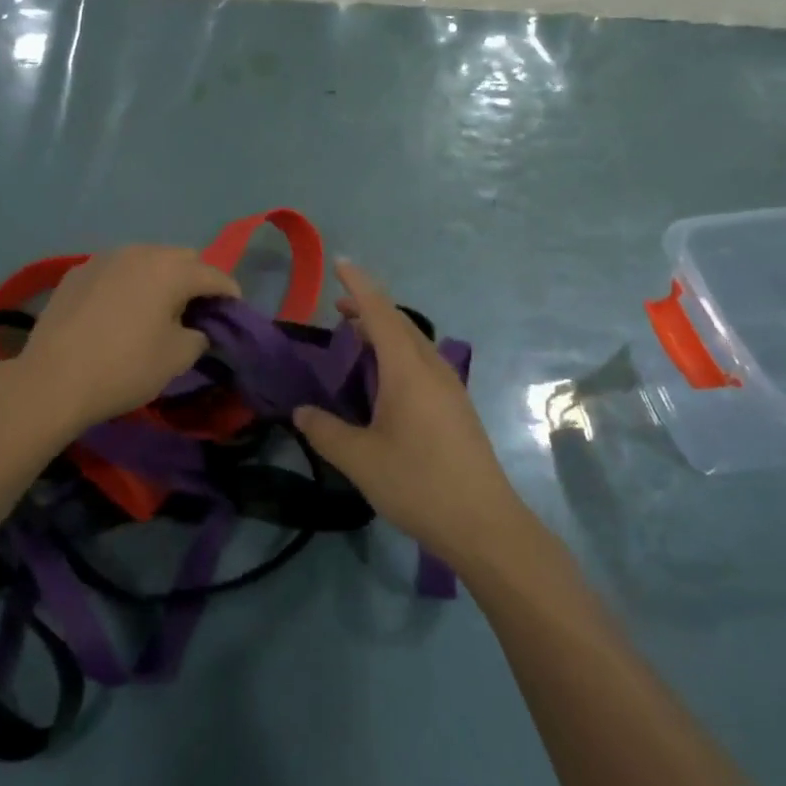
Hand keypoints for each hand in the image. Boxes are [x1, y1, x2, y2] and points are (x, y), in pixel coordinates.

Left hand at [9, 245, 239, 434]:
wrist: (52, 379)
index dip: (230, 293)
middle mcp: (139, 252)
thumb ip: (199, 336)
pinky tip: (120, 310)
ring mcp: (103, 258)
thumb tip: (196, 329)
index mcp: (170, 270)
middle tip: (196, 310)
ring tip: (157, 308)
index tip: (234, 312)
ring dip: (160, 277)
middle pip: (181, 257)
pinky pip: (115, 270)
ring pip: (146, 259)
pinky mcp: (76, 272)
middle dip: (196, 279)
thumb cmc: (124, 368)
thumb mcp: (176, 359)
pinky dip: (128, 283)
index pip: (214, 274)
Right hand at [294, 262, 526, 569]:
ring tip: (357, 339)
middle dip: (370, 307)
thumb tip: (301, 413)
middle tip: (337, 307)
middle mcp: (432, 369)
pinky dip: (399, 354)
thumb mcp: (360, 460)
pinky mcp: (457, 408)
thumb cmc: (418, 484)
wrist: (484, 524)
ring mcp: (450, 388)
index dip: (359, 286)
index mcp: (408, 371)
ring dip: (386, 332)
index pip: (380, 313)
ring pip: (415, 343)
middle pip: (400, 324)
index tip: (341, 262)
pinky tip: (386, 381)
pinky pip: (424, 363)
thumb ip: (325, 432)